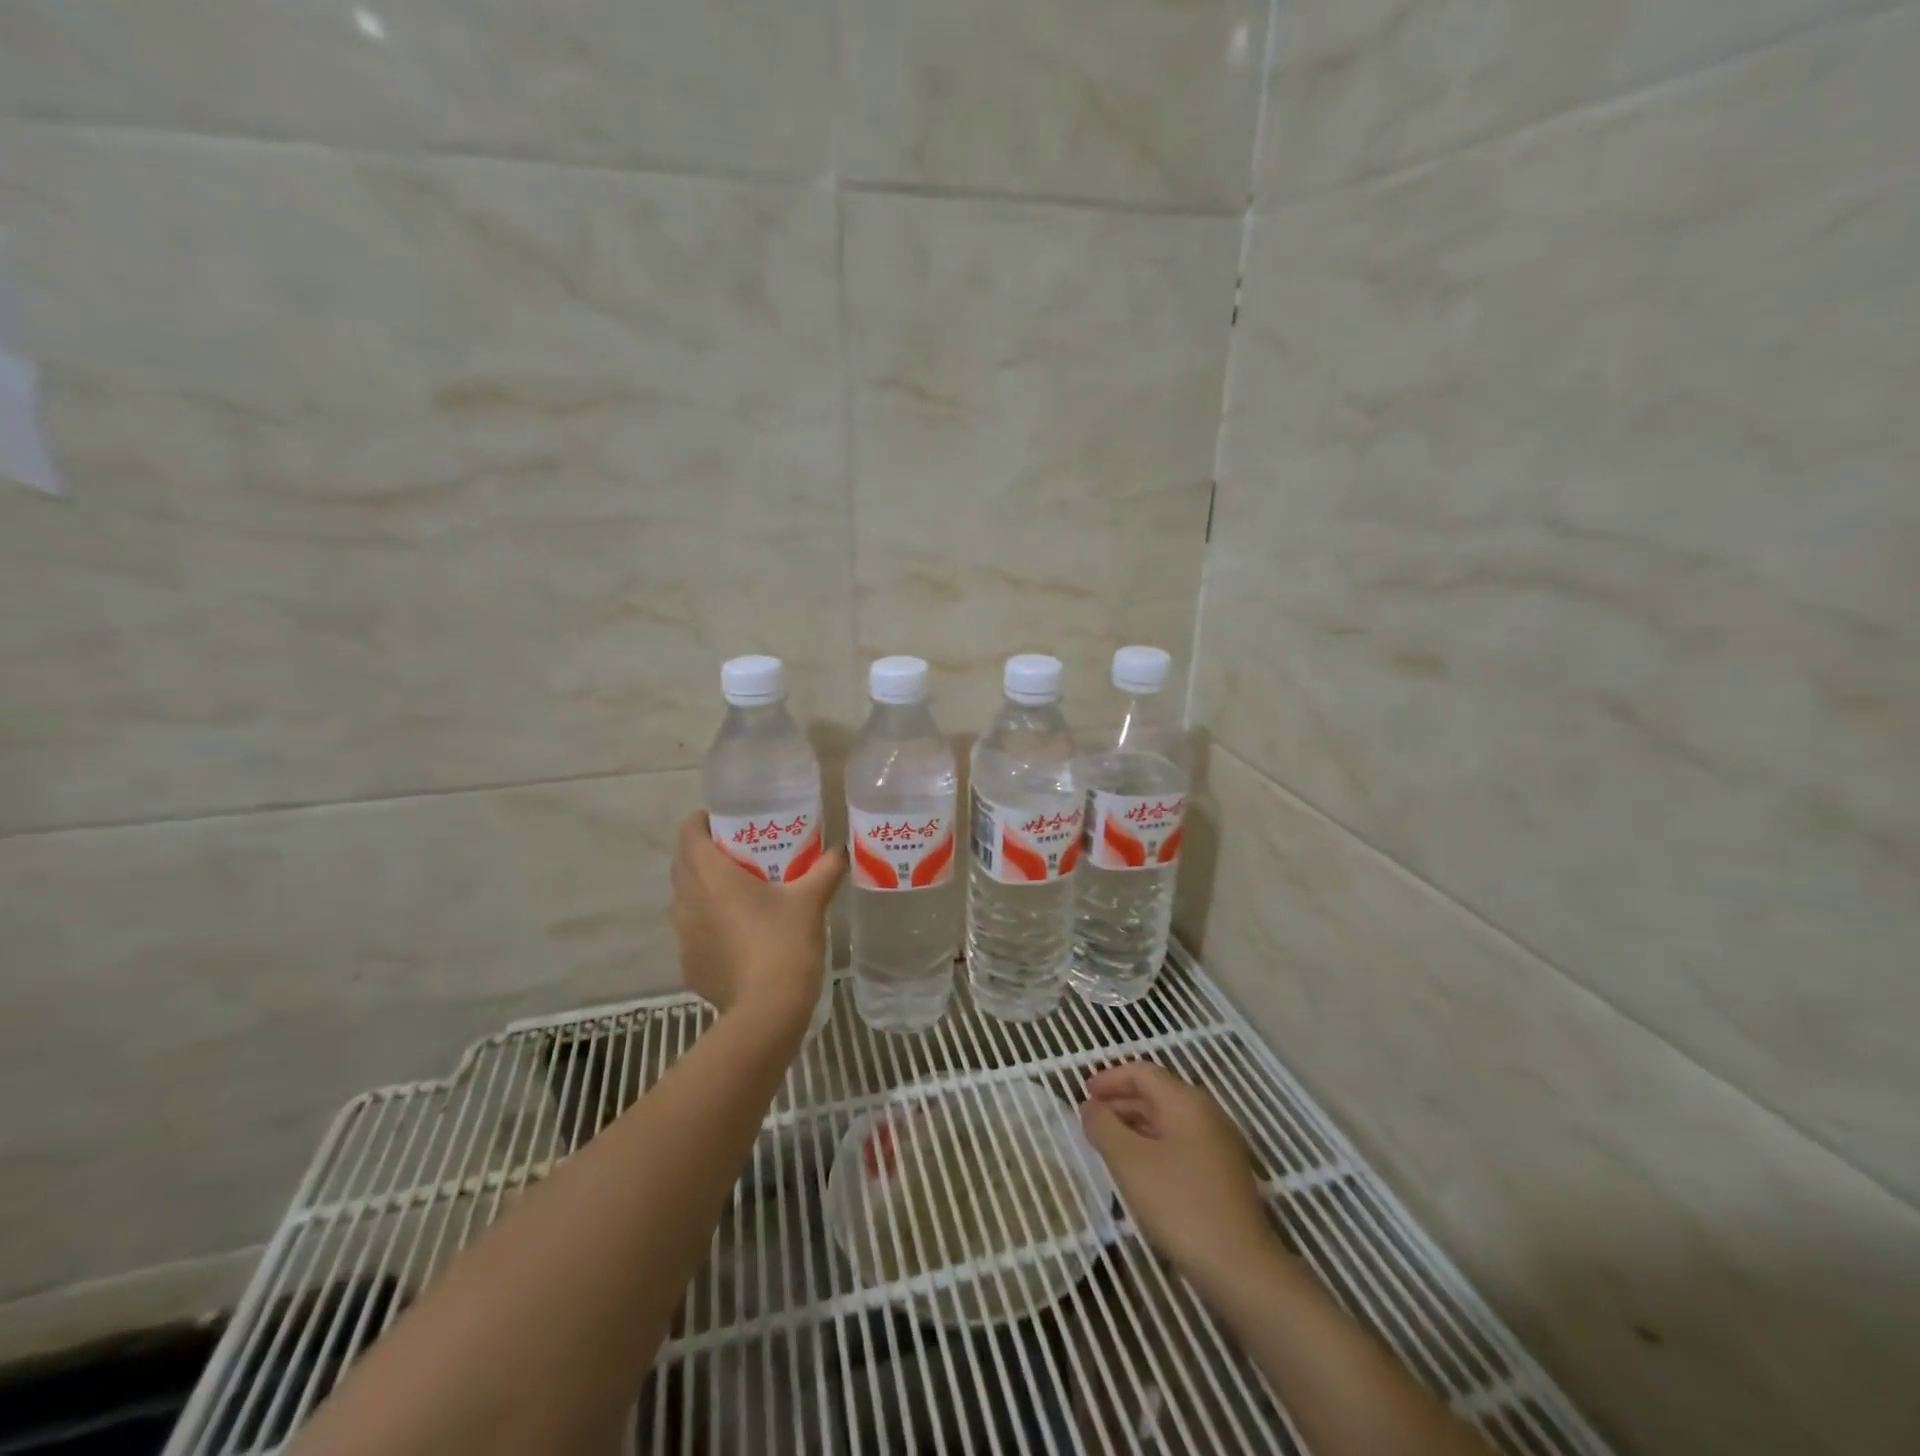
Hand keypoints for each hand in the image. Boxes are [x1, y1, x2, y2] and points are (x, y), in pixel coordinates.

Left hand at [670, 811, 845, 1026]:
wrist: (767, 1011)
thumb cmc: (784, 944)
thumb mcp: (811, 901)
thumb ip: (826, 869)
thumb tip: (839, 849)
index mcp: (712, 876)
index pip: (688, 833)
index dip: (702, 821)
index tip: (726, 821)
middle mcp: (688, 901)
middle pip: (683, 863)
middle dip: (704, 852)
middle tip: (740, 852)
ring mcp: (684, 935)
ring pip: (685, 898)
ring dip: (704, 889)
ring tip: (739, 891)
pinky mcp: (689, 964)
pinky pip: (692, 931)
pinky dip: (708, 924)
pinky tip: (737, 935)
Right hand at [1082, 1063, 1273, 1280]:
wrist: (1242, 1268)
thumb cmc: (1179, 1204)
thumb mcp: (1129, 1162)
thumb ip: (1104, 1127)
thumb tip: (1090, 1107)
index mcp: (1185, 1101)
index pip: (1142, 1073)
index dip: (1109, 1079)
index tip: (1083, 1095)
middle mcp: (1207, 1113)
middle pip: (1156, 1093)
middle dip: (1120, 1102)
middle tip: (1091, 1121)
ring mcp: (1220, 1144)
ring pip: (1169, 1120)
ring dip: (1136, 1125)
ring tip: (1109, 1146)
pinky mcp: (1225, 1174)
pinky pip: (1181, 1144)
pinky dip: (1155, 1145)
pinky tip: (1140, 1171)